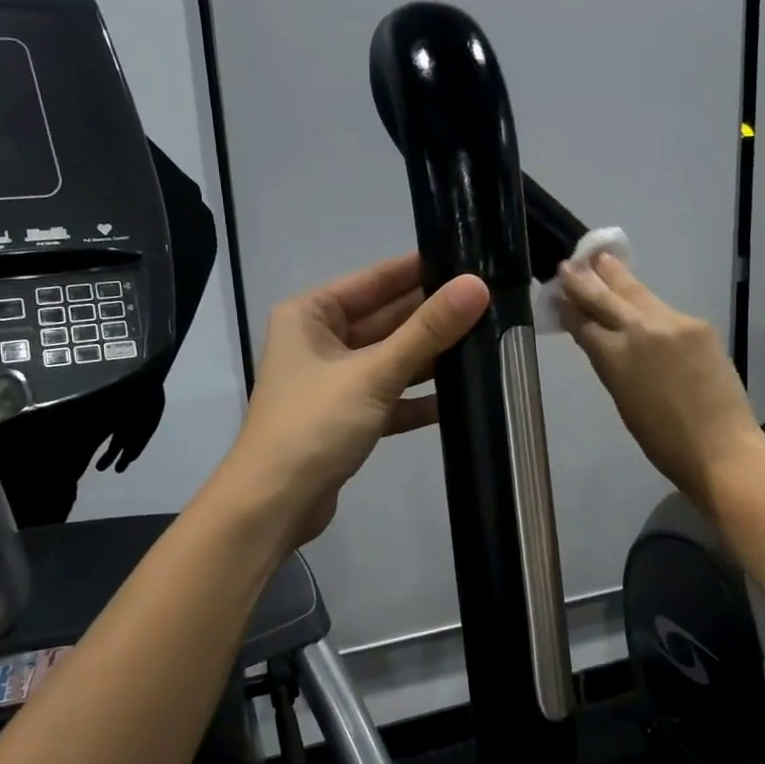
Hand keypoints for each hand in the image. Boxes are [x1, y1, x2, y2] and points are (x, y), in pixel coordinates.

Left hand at [220, 252, 489, 548]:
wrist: (274, 504)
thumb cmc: (314, 425)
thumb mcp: (373, 373)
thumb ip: (427, 331)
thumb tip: (477, 286)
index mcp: (311, 315)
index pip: (375, 280)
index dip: (420, 269)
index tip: (469, 259)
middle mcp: (320, 341)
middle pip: (386, 320)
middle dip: (432, 316)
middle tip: (490, 303)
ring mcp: (335, 382)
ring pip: (391, 359)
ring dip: (430, 358)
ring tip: (486, 343)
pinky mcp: (348, 417)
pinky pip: (390, 396)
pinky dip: (418, 398)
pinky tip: (460, 397)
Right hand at [561, 254, 763, 508]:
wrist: (721, 447)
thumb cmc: (663, 441)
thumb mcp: (623, 400)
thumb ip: (610, 363)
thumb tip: (601, 340)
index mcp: (614, 358)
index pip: (584, 322)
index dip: (569, 305)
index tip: (558, 290)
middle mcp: (640, 331)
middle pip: (606, 298)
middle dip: (586, 281)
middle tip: (569, 264)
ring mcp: (673, 324)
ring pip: (638, 294)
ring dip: (617, 277)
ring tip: (602, 259)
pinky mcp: (698, 325)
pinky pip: (664, 309)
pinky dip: (647, 303)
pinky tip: (640, 298)